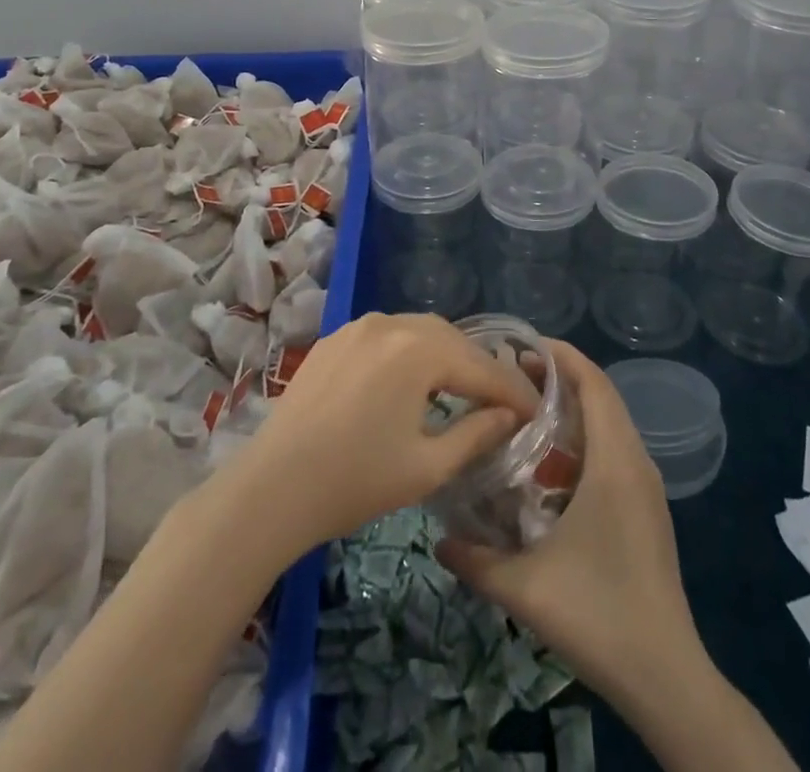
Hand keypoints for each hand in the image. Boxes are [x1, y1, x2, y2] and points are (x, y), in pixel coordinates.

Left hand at [230, 312, 540, 553]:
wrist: (272, 486)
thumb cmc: (355, 481)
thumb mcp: (427, 467)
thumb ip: (476, 434)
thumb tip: (509, 416)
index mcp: (420, 350)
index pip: (481, 369)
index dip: (512, 392)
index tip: (536, 412)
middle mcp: (392, 323)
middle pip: (451, 340)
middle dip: (479, 369)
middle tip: (501, 401)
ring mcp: (358, 326)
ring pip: (418, 332)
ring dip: (444, 356)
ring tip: (460, 388)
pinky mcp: (334, 338)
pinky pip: (386, 336)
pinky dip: (409, 353)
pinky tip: (410, 381)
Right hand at [435, 341, 708, 710]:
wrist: (666, 676)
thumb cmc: (599, 615)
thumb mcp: (526, 588)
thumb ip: (476, 560)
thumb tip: (438, 539)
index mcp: (614, 462)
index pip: (594, 383)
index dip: (562, 356)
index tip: (522, 346)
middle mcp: (635, 462)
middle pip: (601, 397)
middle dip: (560, 379)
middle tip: (512, 377)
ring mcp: (645, 487)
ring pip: (610, 425)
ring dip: (572, 411)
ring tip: (525, 415)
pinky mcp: (647, 509)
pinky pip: (614, 451)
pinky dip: (584, 440)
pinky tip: (550, 469)